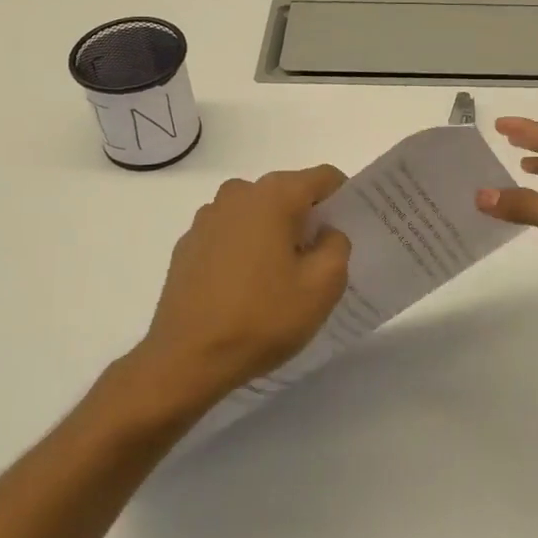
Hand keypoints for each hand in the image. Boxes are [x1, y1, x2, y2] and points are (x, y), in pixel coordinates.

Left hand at [122, 166, 352, 414]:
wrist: (186, 359)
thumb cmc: (262, 318)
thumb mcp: (323, 286)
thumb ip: (337, 246)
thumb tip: (326, 234)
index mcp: (273, 195)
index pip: (324, 178)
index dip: (344, 199)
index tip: (351, 230)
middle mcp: (238, 194)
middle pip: (288, 194)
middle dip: (308, 220)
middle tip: (321, 261)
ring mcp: (207, 219)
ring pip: (258, 215)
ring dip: (275, 234)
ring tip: (282, 278)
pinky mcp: (188, 245)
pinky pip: (231, 235)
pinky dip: (246, 250)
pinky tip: (247, 289)